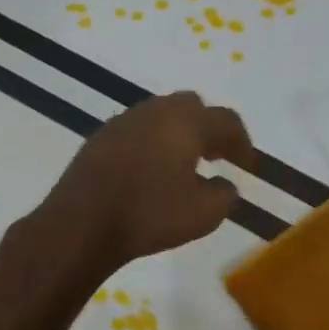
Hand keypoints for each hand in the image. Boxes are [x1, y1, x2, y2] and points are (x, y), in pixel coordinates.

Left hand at [40, 92, 254, 268]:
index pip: (226, 120)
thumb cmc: (149, 215)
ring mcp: (122, 121)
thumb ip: (224, 194)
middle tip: (215, 155)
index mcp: (185, 122)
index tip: (246, 165)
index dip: (242, 141)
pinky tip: (148, 170)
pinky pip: (135, 130)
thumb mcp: (204, 214)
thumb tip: (223, 184)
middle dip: (208, 127)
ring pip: (159, 114)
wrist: (81, 223)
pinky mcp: (99, 138)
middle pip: (190, 106)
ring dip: (177, 133)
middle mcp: (154, 111)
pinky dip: (150, 142)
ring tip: (182, 163)